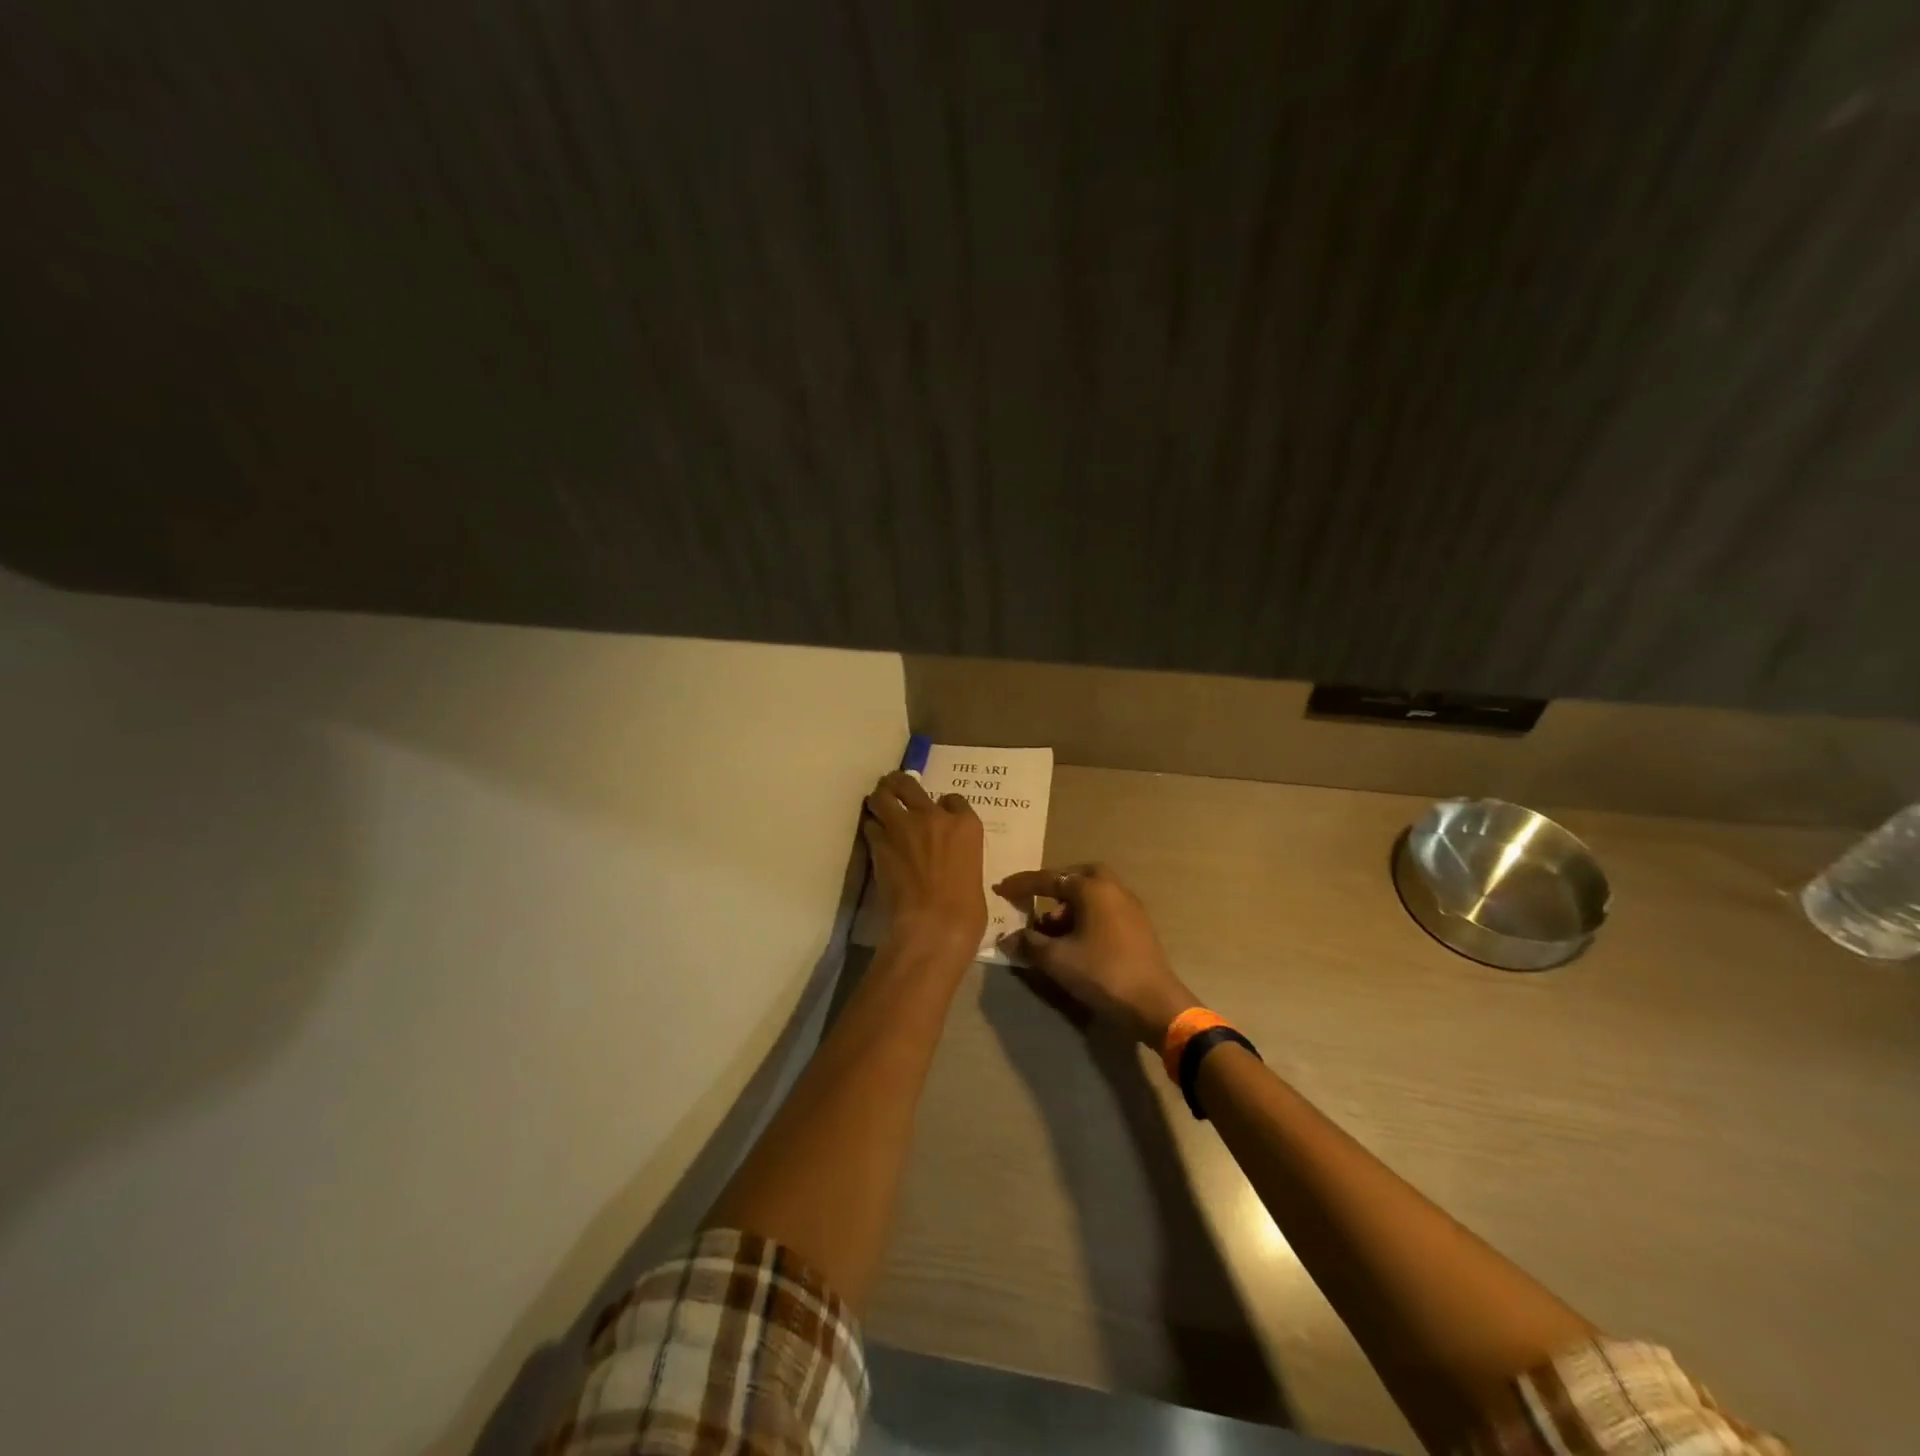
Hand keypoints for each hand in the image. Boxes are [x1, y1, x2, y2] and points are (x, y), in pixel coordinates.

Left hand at [863, 771, 987, 959]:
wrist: (934, 925)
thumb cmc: (967, 910)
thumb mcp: (974, 874)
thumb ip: (960, 857)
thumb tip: (950, 862)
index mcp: (966, 825)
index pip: (953, 799)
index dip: (943, 804)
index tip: (938, 812)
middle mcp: (933, 816)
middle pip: (909, 784)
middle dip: (899, 784)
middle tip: (894, 789)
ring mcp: (903, 827)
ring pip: (882, 797)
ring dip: (879, 800)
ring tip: (877, 805)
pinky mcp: (880, 844)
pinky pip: (871, 825)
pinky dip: (871, 828)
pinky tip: (874, 835)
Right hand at [994, 863, 1197, 1046]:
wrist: (1154, 1004)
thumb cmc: (1103, 972)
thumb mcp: (1057, 960)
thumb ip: (1029, 944)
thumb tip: (1008, 939)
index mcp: (1092, 887)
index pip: (1048, 879)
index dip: (1021, 885)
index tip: (1000, 889)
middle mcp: (1112, 888)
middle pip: (1075, 878)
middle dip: (1052, 888)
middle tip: (1034, 902)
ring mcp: (1129, 906)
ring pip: (1091, 894)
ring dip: (1068, 906)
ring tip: (1049, 931)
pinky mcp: (1137, 925)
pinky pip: (1104, 909)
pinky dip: (1085, 916)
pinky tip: (1074, 941)